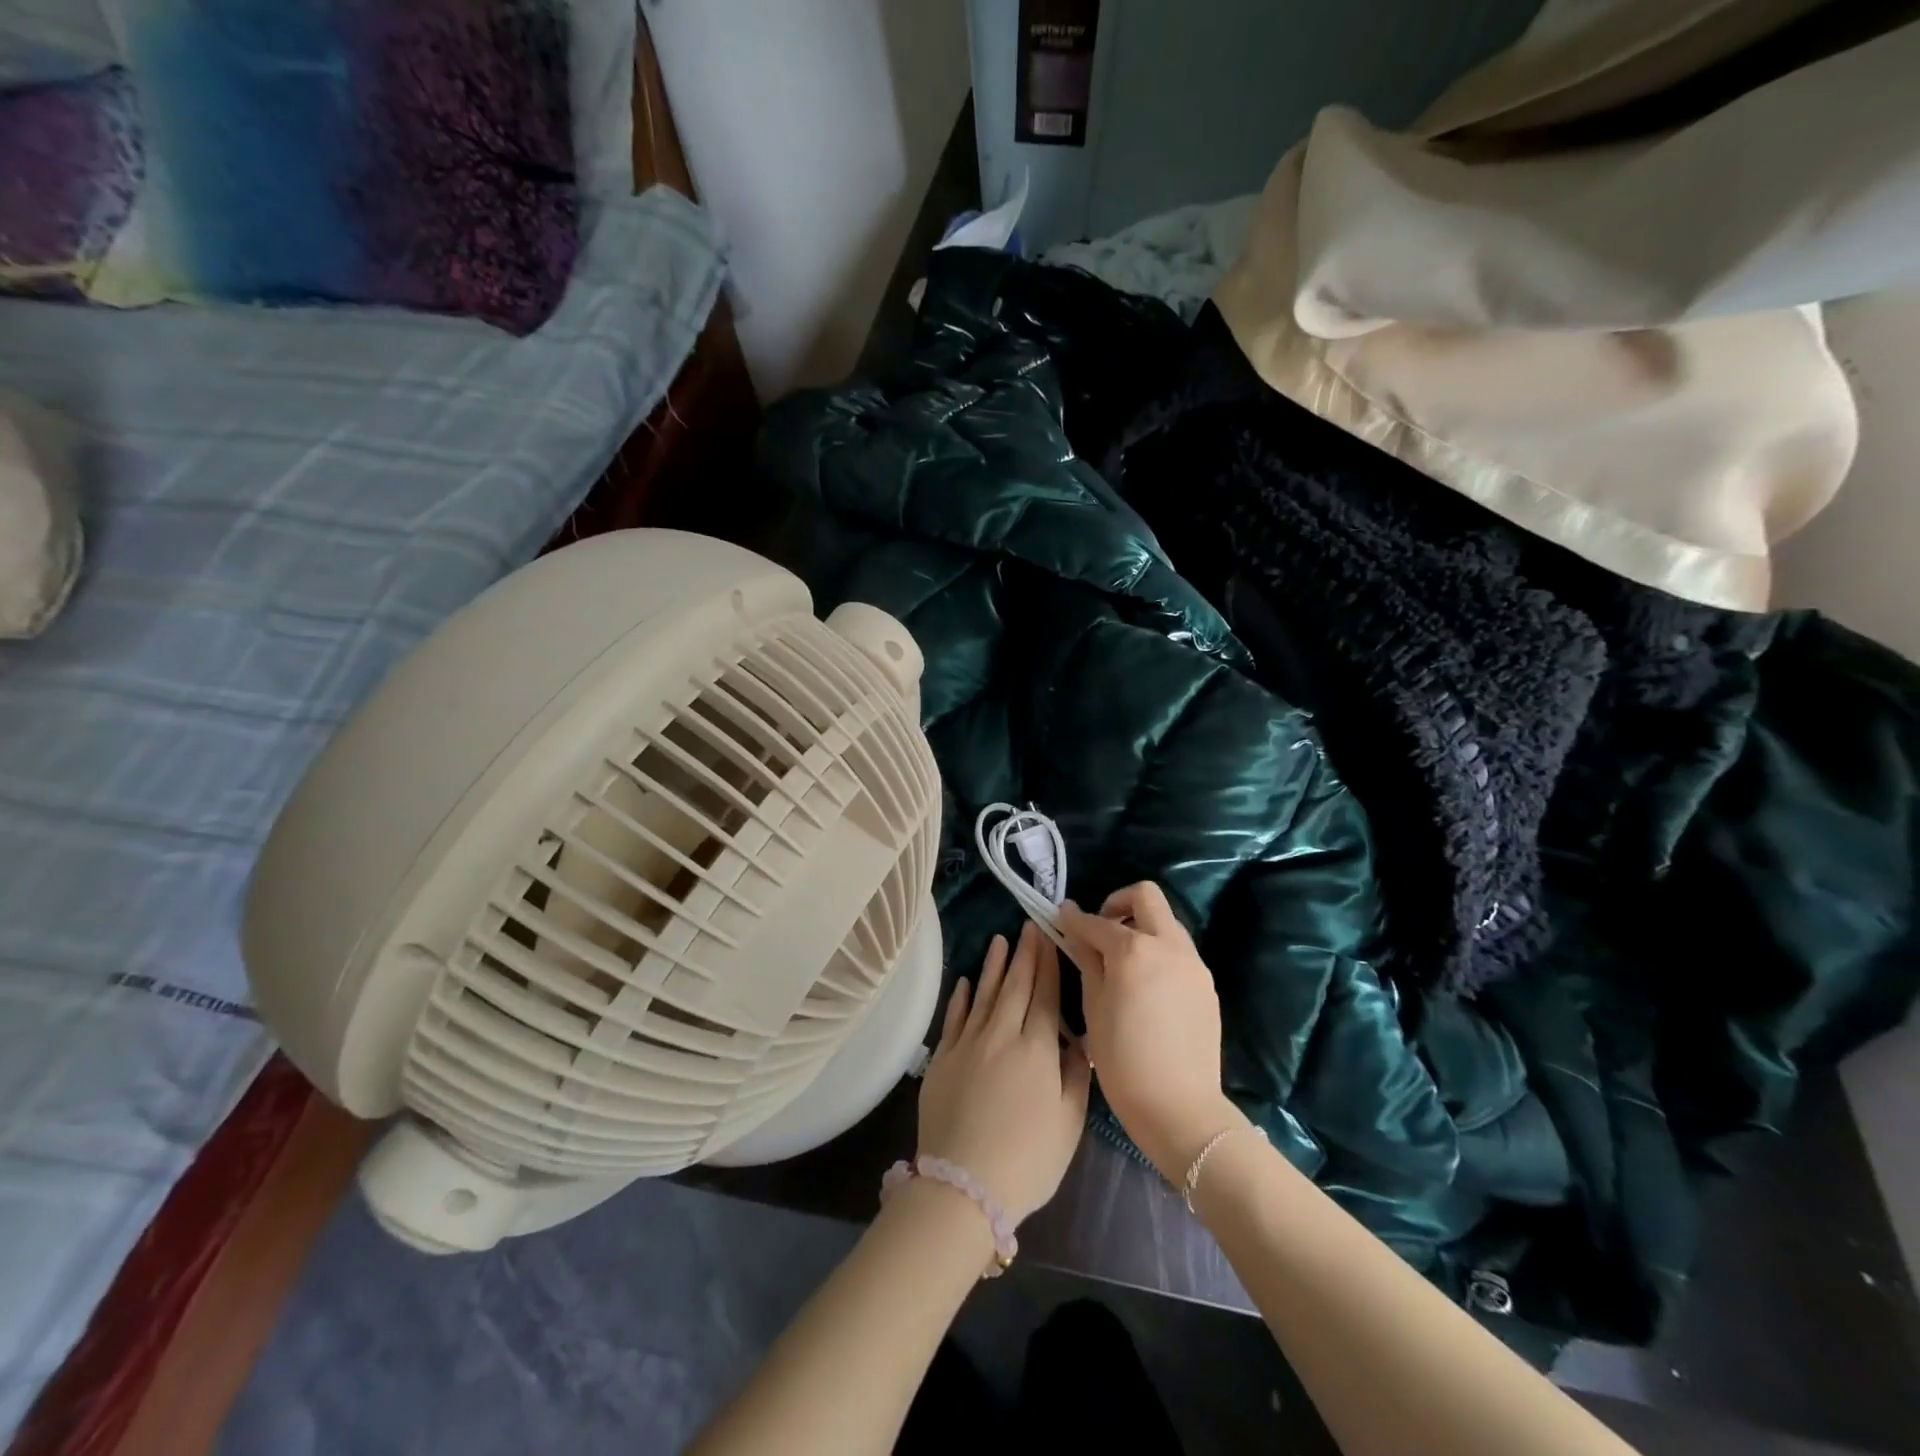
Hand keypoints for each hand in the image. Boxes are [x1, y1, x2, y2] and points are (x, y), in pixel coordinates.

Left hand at [917, 920, 1091, 1224]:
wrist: (963, 1184)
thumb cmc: (1028, 1159)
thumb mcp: (1070, 1122)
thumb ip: (1076, 1074)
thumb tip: (1080, 1039)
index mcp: (1037, 1048)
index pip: (1046, 995)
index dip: (1048, 964)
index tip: (1050, 936)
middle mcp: (1002, 1034)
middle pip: (1016, 986)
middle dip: (1025, 954)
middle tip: (1028, 925)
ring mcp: (968, 1043)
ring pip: (984, 994)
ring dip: (994, 966)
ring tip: (1000, 941)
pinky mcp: (943, 1058)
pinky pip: (954, 1017)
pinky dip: (961, 997)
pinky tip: (965, 981)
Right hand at [1056, 883, 1245, 1181]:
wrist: (1181, 1108)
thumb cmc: (1124, 1062)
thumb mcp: (1093, 1009)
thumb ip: (1087, 961)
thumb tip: (1077, 932)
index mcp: (1134, 950)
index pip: (1098, 922)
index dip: (1075, 918)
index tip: (1061, 916)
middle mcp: (1168, 945)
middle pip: (1146, 896)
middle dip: (1118, 903)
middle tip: (1101, 929)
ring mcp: (1193, 963)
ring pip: (1166, 921)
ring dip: (1142, 926)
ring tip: (1122, 959)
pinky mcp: (1206, 983)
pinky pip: (1179, 950)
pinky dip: (1158, 950)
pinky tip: (1145, 983)